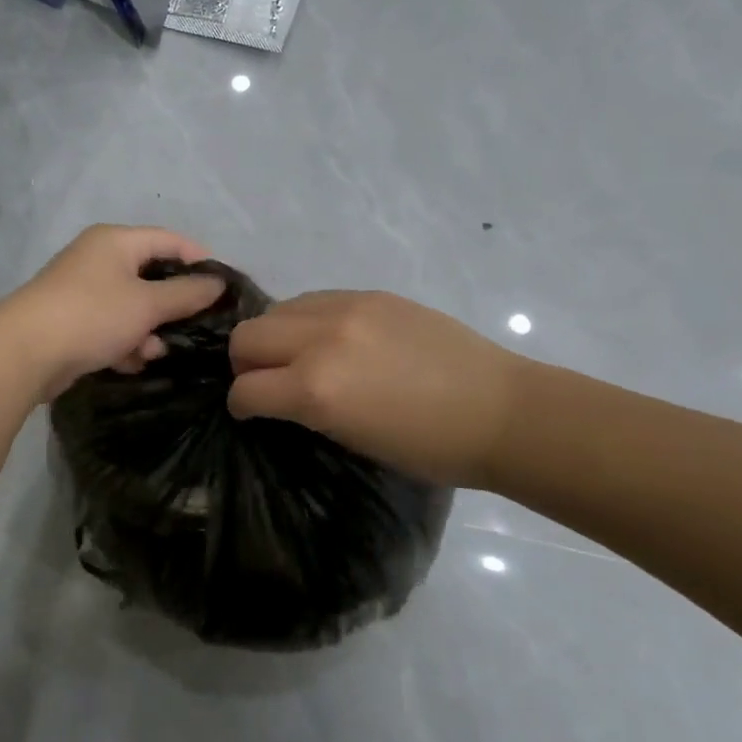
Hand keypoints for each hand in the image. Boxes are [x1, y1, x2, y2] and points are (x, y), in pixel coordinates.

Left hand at [0, 225, 225, 399]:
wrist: (24, 352)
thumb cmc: (93, 315)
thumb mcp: (147, 304)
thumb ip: (186, 293)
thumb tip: (217, 283)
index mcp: (115, 241)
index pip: (168, 240)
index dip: (198, 259)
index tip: (223, 287)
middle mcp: (97, 258)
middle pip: (149, 275)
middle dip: (170, 305)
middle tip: (194, 326)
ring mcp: (81, 290)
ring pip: (130, 306)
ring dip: (146, 330)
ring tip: (152, 353)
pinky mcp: (71, 320)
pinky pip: (109, 326)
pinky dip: (123, 342)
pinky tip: (129, 362)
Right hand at [227, 291, 521, 487]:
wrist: (500, 410)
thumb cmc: (429, 448)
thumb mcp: (352, 440)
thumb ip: (306, 410)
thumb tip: (278, 394)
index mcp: (315, 389)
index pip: (245, 389)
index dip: (242, 405)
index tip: (251, 412)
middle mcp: (320, 340)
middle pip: (247, 337)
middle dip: (246, 363)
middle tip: (268, 381)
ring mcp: (347, 309)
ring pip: (277, 310)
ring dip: (275, 336)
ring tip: (299, 355)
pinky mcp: (371, 294)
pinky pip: (315, 299)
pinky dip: (307, 320)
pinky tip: (331, 338)